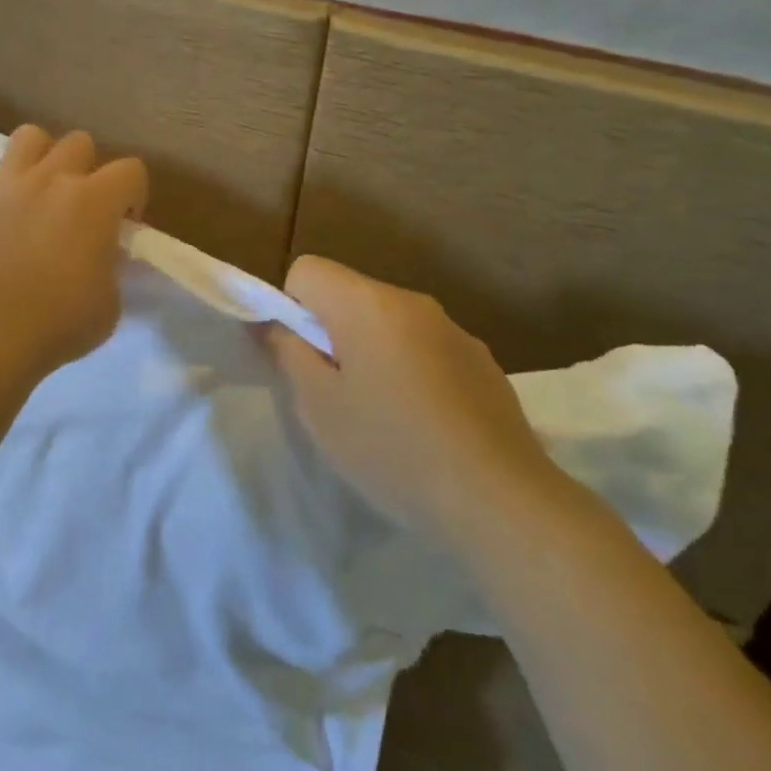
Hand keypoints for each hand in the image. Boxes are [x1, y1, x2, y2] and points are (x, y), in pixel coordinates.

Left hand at [0, 125, 148, 379]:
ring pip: (28, 137)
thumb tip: (100, 257)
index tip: (124, 224)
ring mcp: (5, 184)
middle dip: (86, 167)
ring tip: (36, 188)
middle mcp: (50, 178)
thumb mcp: (109, 305)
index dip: (133, 195)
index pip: (131, 170)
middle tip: (79, 205)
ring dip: (39, 157)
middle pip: (79, 142)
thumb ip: (110, 268)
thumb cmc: (57, 323)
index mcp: (94, 201)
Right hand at [265, 255, 564, 542]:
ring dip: (372, 351)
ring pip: (388, 323)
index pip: (307, 270)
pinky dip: (411, 370)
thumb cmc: (392, 449)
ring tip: (381, 414)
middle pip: (349, 294)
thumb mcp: (319, 406)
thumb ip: (287, 352)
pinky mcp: (482, 362)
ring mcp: (454, 330)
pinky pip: (425, 348)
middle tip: (335, 393)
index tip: (303, 358)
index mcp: (368, 304)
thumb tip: (271, 324)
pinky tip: (424, 423)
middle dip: (331, 332)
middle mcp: (412, 302)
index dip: (291, 308)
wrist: (500, 500)